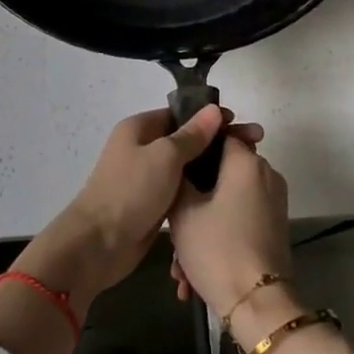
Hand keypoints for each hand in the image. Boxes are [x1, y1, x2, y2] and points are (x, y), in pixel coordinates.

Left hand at [17, 105, 262, 309]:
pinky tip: (225, 193)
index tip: (240, 123)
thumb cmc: (131, 191)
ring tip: (246, 169)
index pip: (180, 114)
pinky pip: (181, 189)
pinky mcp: (152, 204)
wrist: (99, 244)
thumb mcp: (165, 156)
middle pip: (185, 139)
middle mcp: (142, 148)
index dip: (210, 117)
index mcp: (139, 128)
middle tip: (254, 146)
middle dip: (217, 142)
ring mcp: (146, 177)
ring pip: (185, 166)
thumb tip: (214, 110)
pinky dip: (199, 189)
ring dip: (210, 167)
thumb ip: (192, 135)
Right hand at [167, 132, 292, 319]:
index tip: (171, 166)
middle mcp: (266, 175)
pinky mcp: (274, 227)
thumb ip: (179, 177)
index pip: (218, 135)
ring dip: (200, 228)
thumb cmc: (217, 249)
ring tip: (178, 269)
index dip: (192, 147)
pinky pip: (239, 221)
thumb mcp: (183, 212)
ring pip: (226, 203)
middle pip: (220, 173)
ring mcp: (273, 202)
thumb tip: (181, 163)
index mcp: (246, 162)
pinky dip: (218, 238)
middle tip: (170, 229)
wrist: (258, 306)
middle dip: (192, 200)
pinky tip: (192, 276)